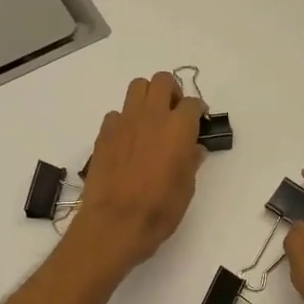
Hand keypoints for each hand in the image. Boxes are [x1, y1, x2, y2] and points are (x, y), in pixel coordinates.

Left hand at [67, 73, 206, 273]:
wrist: (115, 223)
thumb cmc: (159, 210)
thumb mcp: (186, 188)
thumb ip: (191, 162)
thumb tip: (193, 149)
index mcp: (179, 128)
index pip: (192, 103)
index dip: (198, 111)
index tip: (199, 121)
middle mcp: (152, 116)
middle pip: (162, 81)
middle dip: (171, 92)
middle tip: (174, 113)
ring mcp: (124, 122)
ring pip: (136, 88)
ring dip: (147, 97)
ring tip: (150, 120)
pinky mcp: (104, 134)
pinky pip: (116, 114)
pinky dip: (124, 121)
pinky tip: (127, 141)